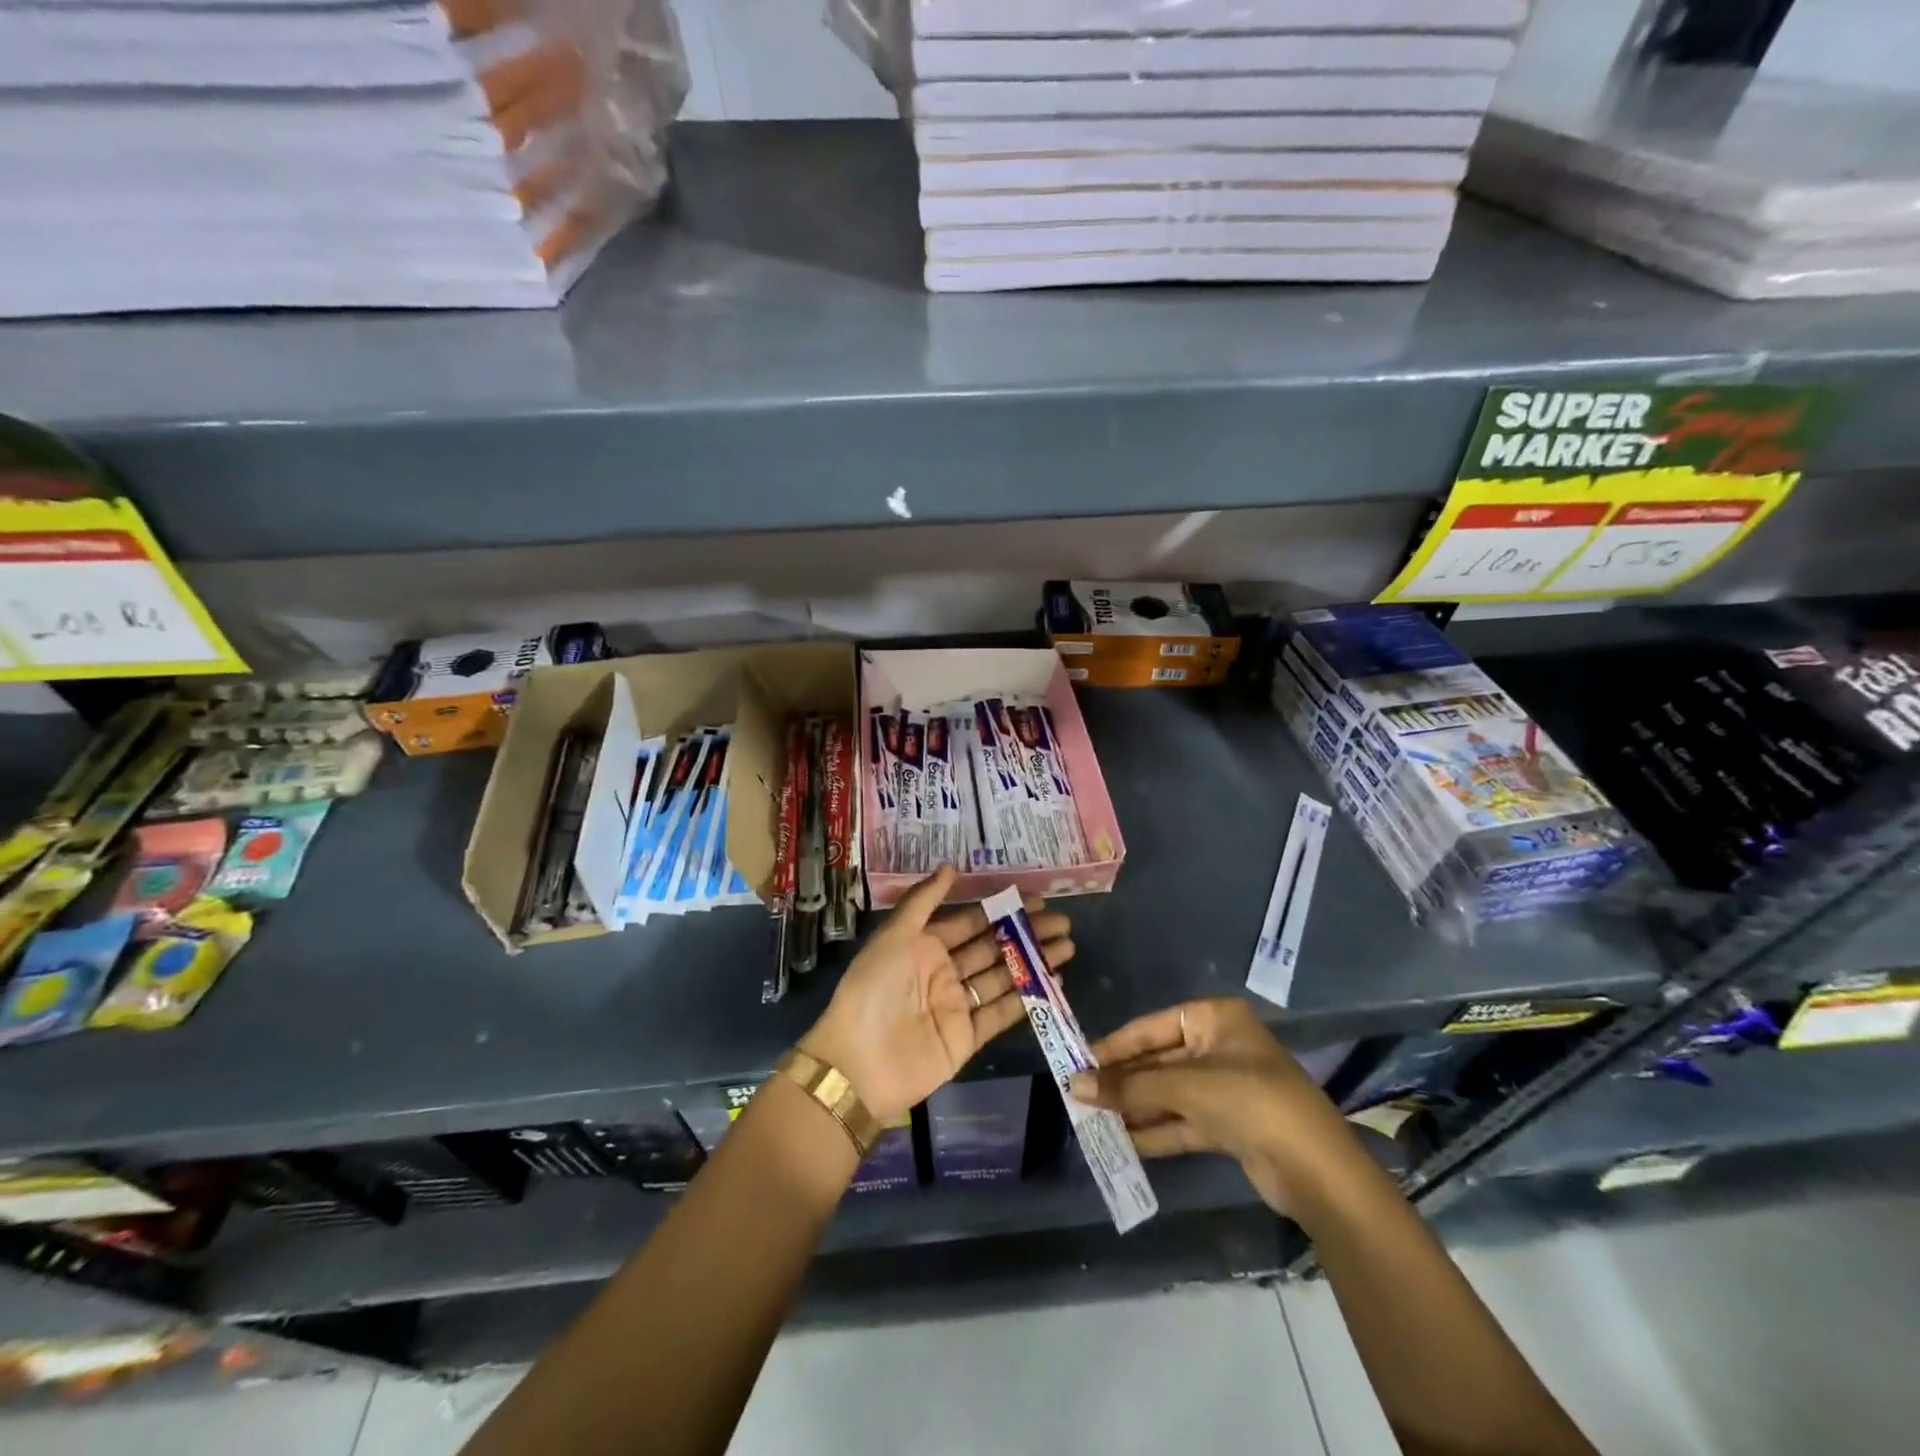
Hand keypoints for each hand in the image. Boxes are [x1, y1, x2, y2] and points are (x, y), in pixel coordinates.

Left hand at [801, 866, 1074, 1122]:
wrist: (859, 1063)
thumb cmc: (874, 989)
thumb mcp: (893, 936)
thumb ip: (923, 901)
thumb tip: (950, 867)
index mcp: (924, 945)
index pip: (971, 922)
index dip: (1003, 910)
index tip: (1037, 899)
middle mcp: (944, 972)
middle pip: (993, 948)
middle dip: (1027, 934)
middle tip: (1063, 923)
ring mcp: (957, 1005)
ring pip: (1003, 977)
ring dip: (1034, 962)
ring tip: (1068, 947)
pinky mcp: (967, 1038)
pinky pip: (1002, 1013)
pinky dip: (1028, 999)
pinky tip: (1054, 984)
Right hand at [1068, 997, 1360, 1216]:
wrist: (1317, 1171)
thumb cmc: (1250, 1101)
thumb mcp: (1185, 1088)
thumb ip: (1129, 1087)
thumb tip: (1074, 1085)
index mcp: (1214, 1019)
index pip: (1151, 1028)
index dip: (1115, 1047)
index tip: (1078, 1063)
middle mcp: (1219, 1047)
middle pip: (1159, 1062)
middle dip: (1123, 1082)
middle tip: (1080, 1096)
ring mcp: (1226, 1088)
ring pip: (1169, 1094)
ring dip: (1135, 1108)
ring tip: (1092, 1120)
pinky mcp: (1230, 1125)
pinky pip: (1183, 1121)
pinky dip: (1155, 1130)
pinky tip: (1122, 1141)